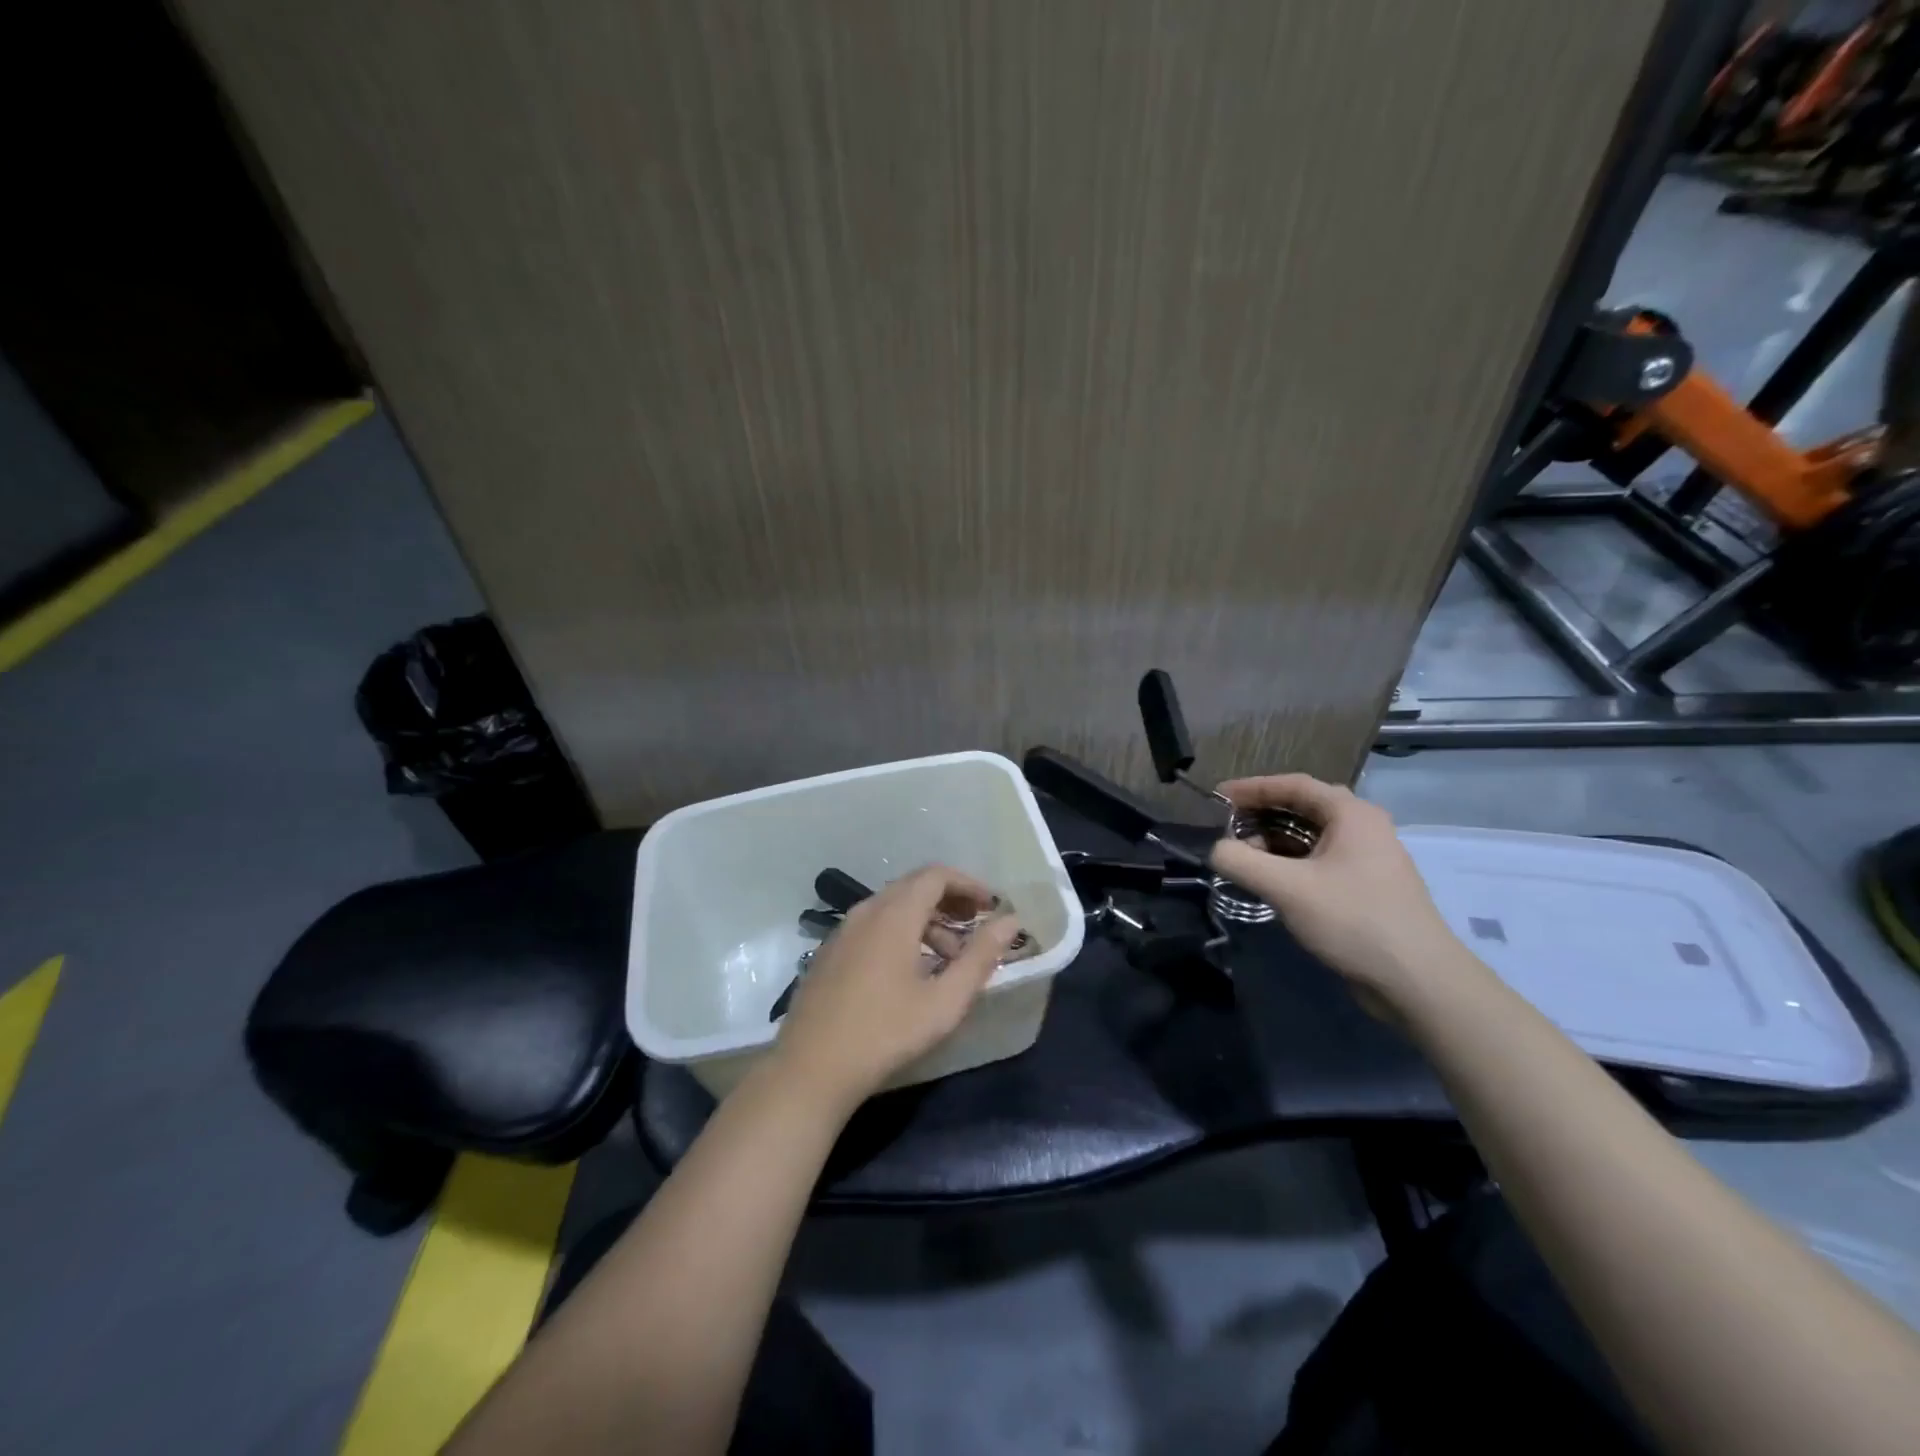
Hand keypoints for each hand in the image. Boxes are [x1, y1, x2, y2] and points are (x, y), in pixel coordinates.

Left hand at [772, 865, 1021, 1114]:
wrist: (810, 1069)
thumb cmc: (885, 1033)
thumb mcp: (944, 1000)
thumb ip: (981, 957)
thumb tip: (1011, 922)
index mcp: (894, 914)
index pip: (936, 875)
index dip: (968, 884)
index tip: (992, 907)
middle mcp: (866, 911)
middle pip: (914, 887)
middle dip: (950, 902)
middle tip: (976, 929)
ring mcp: (843, 931)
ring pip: (893, 907)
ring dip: (927, 921)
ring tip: (949, 959)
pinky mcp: (830, 952)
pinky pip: (873, 925)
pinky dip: (901, 933)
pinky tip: (910, 972)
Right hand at [1209, 774, 1473, 1013]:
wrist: (1417, 981)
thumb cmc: (1353, 920)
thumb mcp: (1287, 888)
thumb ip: (1241, 861)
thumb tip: (1215, 849)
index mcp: (1351, 814)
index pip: (1294, 785)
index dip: (1252, 787)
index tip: (1217, 796)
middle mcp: (1363, 827)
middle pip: (1303, 807)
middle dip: (1261, 814)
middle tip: (1225, 825)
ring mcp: (1368, 858)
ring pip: (1311, 836)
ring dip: (1274, 841)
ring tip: (1242, 855)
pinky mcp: (1366, 887)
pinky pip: (1320, 860)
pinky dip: (1290, 862)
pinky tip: (1270, 880)